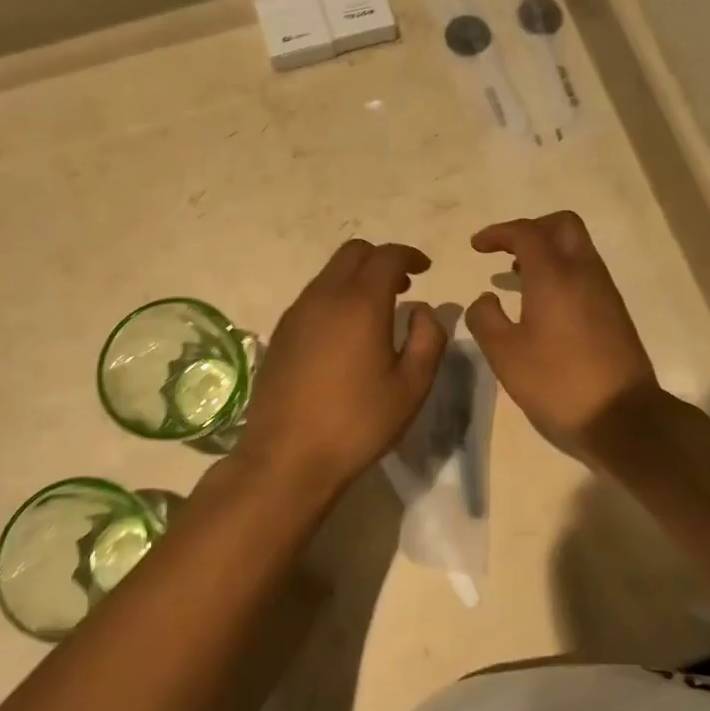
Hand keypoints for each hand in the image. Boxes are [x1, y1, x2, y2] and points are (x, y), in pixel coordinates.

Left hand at [239, 240, 447, 495]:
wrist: (288, 457)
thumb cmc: (358, 422)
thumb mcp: (411, 386)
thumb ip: (429, 338)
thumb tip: (423, 311)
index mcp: (360, 303)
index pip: (386, 256)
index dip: (409, 255)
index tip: (425, 269)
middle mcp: (324, 297)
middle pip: (353, 253)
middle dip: (381, 260)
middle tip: (403, 285)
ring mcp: (296, 314)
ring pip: (329, 274)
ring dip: (356, 278)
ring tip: (377, 311)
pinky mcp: (280, 334)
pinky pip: (313, 297)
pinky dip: (335, 297)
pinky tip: (345, 334)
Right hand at [466, 212, 661, 456]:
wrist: (623, 416)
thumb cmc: (557, 382)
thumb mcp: (505, 354)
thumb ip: (485, 319)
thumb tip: (485, 299)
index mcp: (554, 275)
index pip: (526, 232)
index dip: (498, 233)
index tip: (476, 246)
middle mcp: (584, 272)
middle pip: (562, 225)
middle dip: (531, 229)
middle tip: (506, 252)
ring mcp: (604, 291)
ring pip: (578, 249)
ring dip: (548, 252)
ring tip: (518, 278)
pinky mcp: (615, 312)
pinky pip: (585, 273)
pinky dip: (562, 273)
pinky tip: (544, 305)